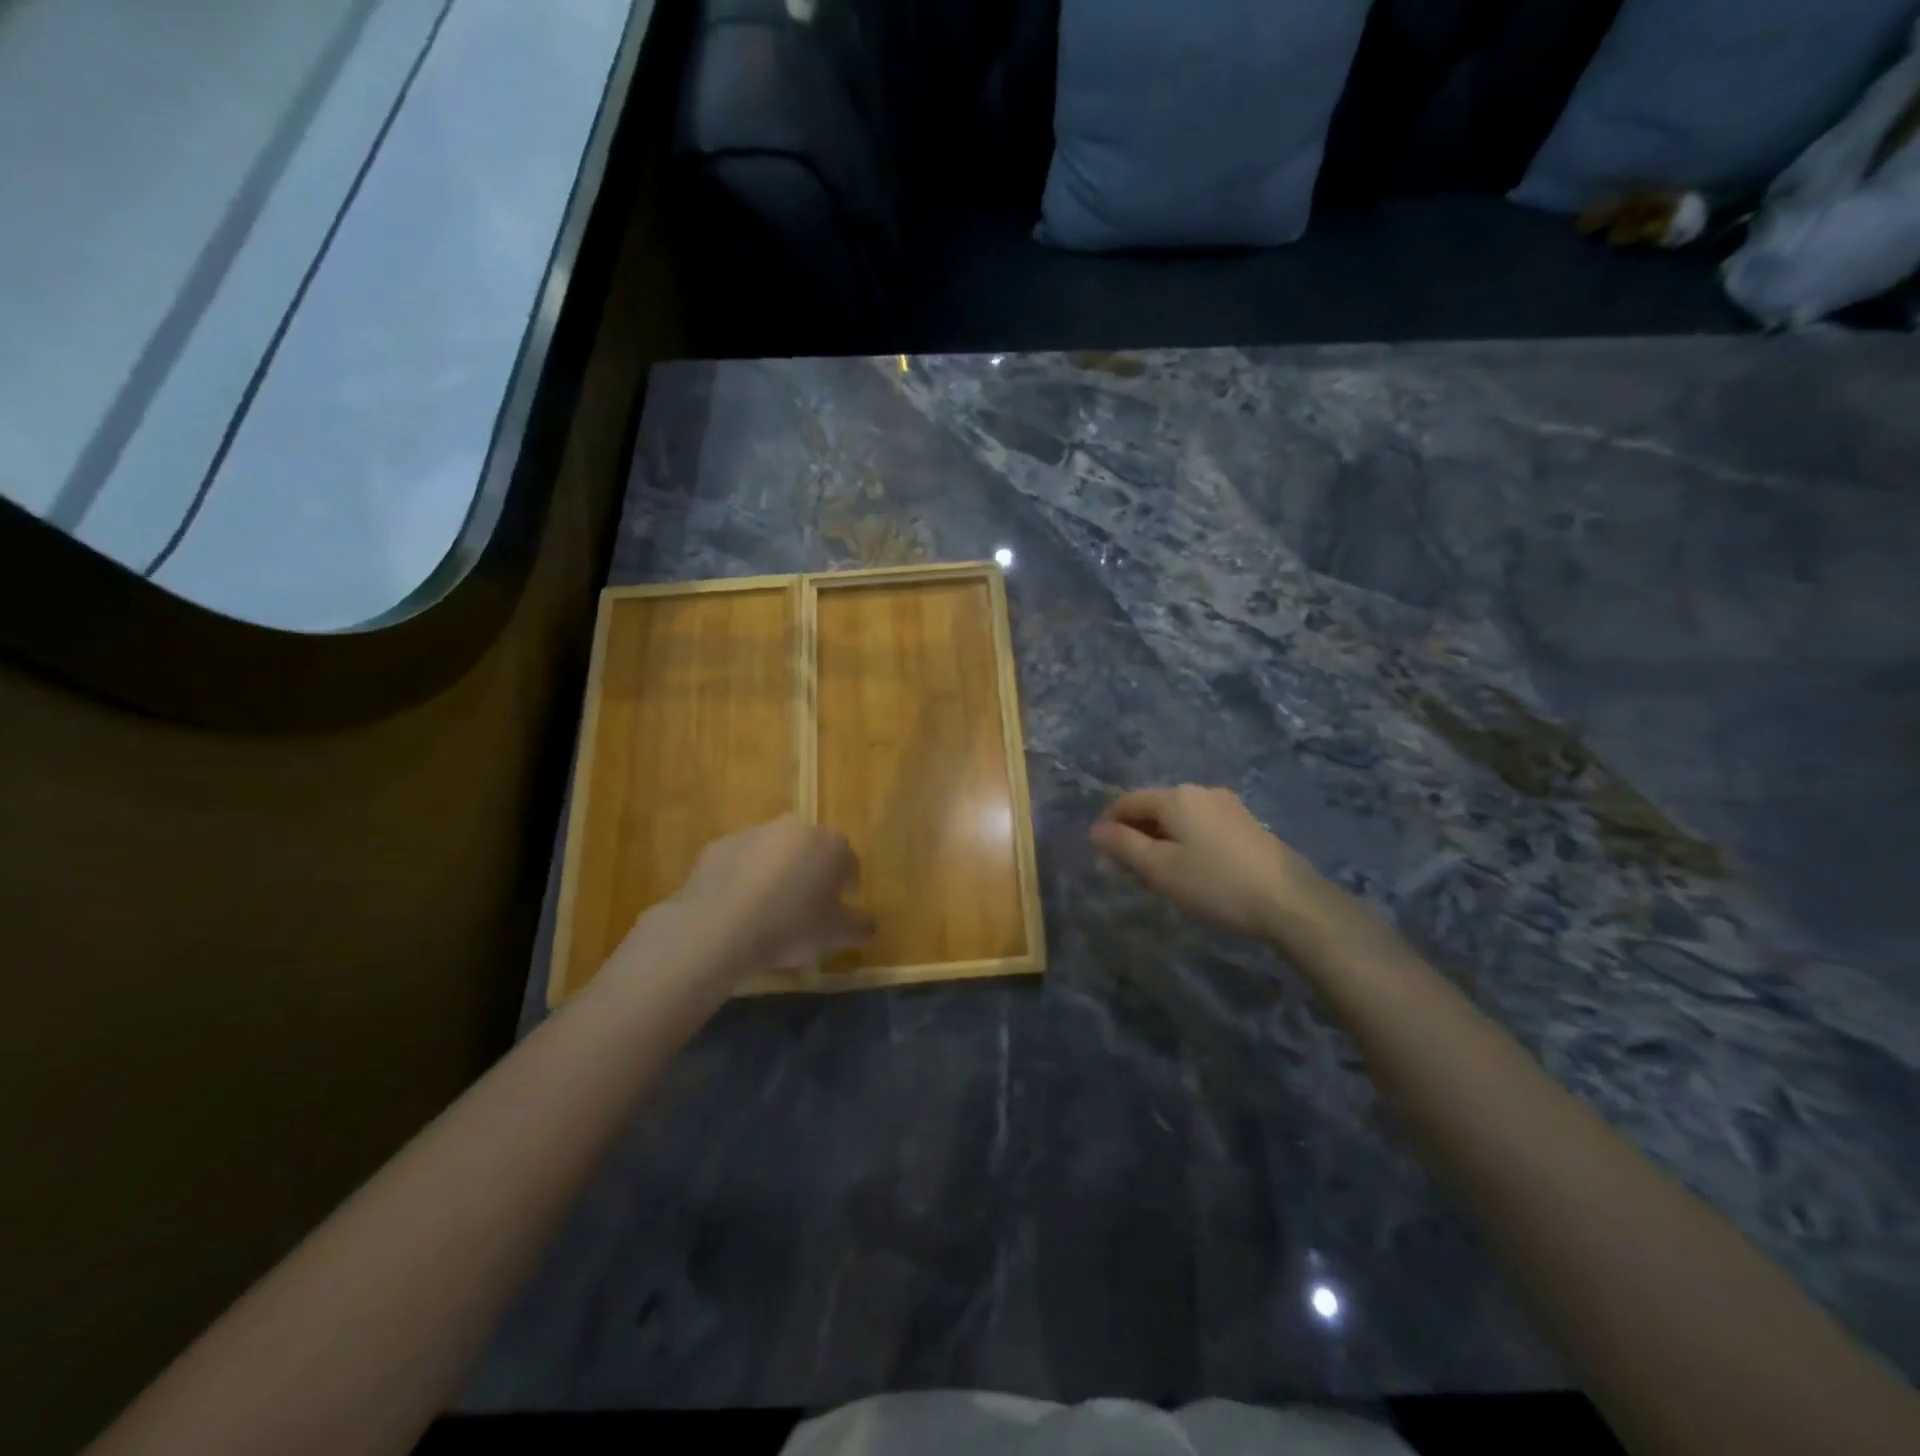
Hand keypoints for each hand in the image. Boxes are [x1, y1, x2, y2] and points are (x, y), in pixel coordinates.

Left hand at [658, 816, 874, 972]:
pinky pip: (741, 861)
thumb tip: (870, 924)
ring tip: (769, 907)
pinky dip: (744, 876)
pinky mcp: (720, 845)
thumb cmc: (791, 927)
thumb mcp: (836, 936)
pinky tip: (739, 905)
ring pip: (775, 852)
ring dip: (777, 871)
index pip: (849, 861)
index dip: (847, 885)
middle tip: (805, 905)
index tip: (840, 906)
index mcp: (831, 845)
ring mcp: (754, 833)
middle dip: (812, 871)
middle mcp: (795, 829)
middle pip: (811, 850)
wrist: (720, 926)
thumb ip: (860, 926)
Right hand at [1090, 785, 1323, 939]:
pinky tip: (1194, 871)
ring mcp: (1228, 806)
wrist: (1291, 902)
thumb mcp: (1159, 869)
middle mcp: (1201, 791)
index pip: (1126, 801)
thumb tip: (1095, 829)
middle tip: (1131, 872)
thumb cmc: (1215, 884)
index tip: (1103, 857)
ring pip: (1179, 818)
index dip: (1108, 825)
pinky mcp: (1247, 824)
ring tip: (1161, 875)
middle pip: (1154, 807)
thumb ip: (1122, 846)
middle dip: (1136, 834)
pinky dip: (1186, 842)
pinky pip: (1202, 826)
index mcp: (1175, 796)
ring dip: (1161, 840)